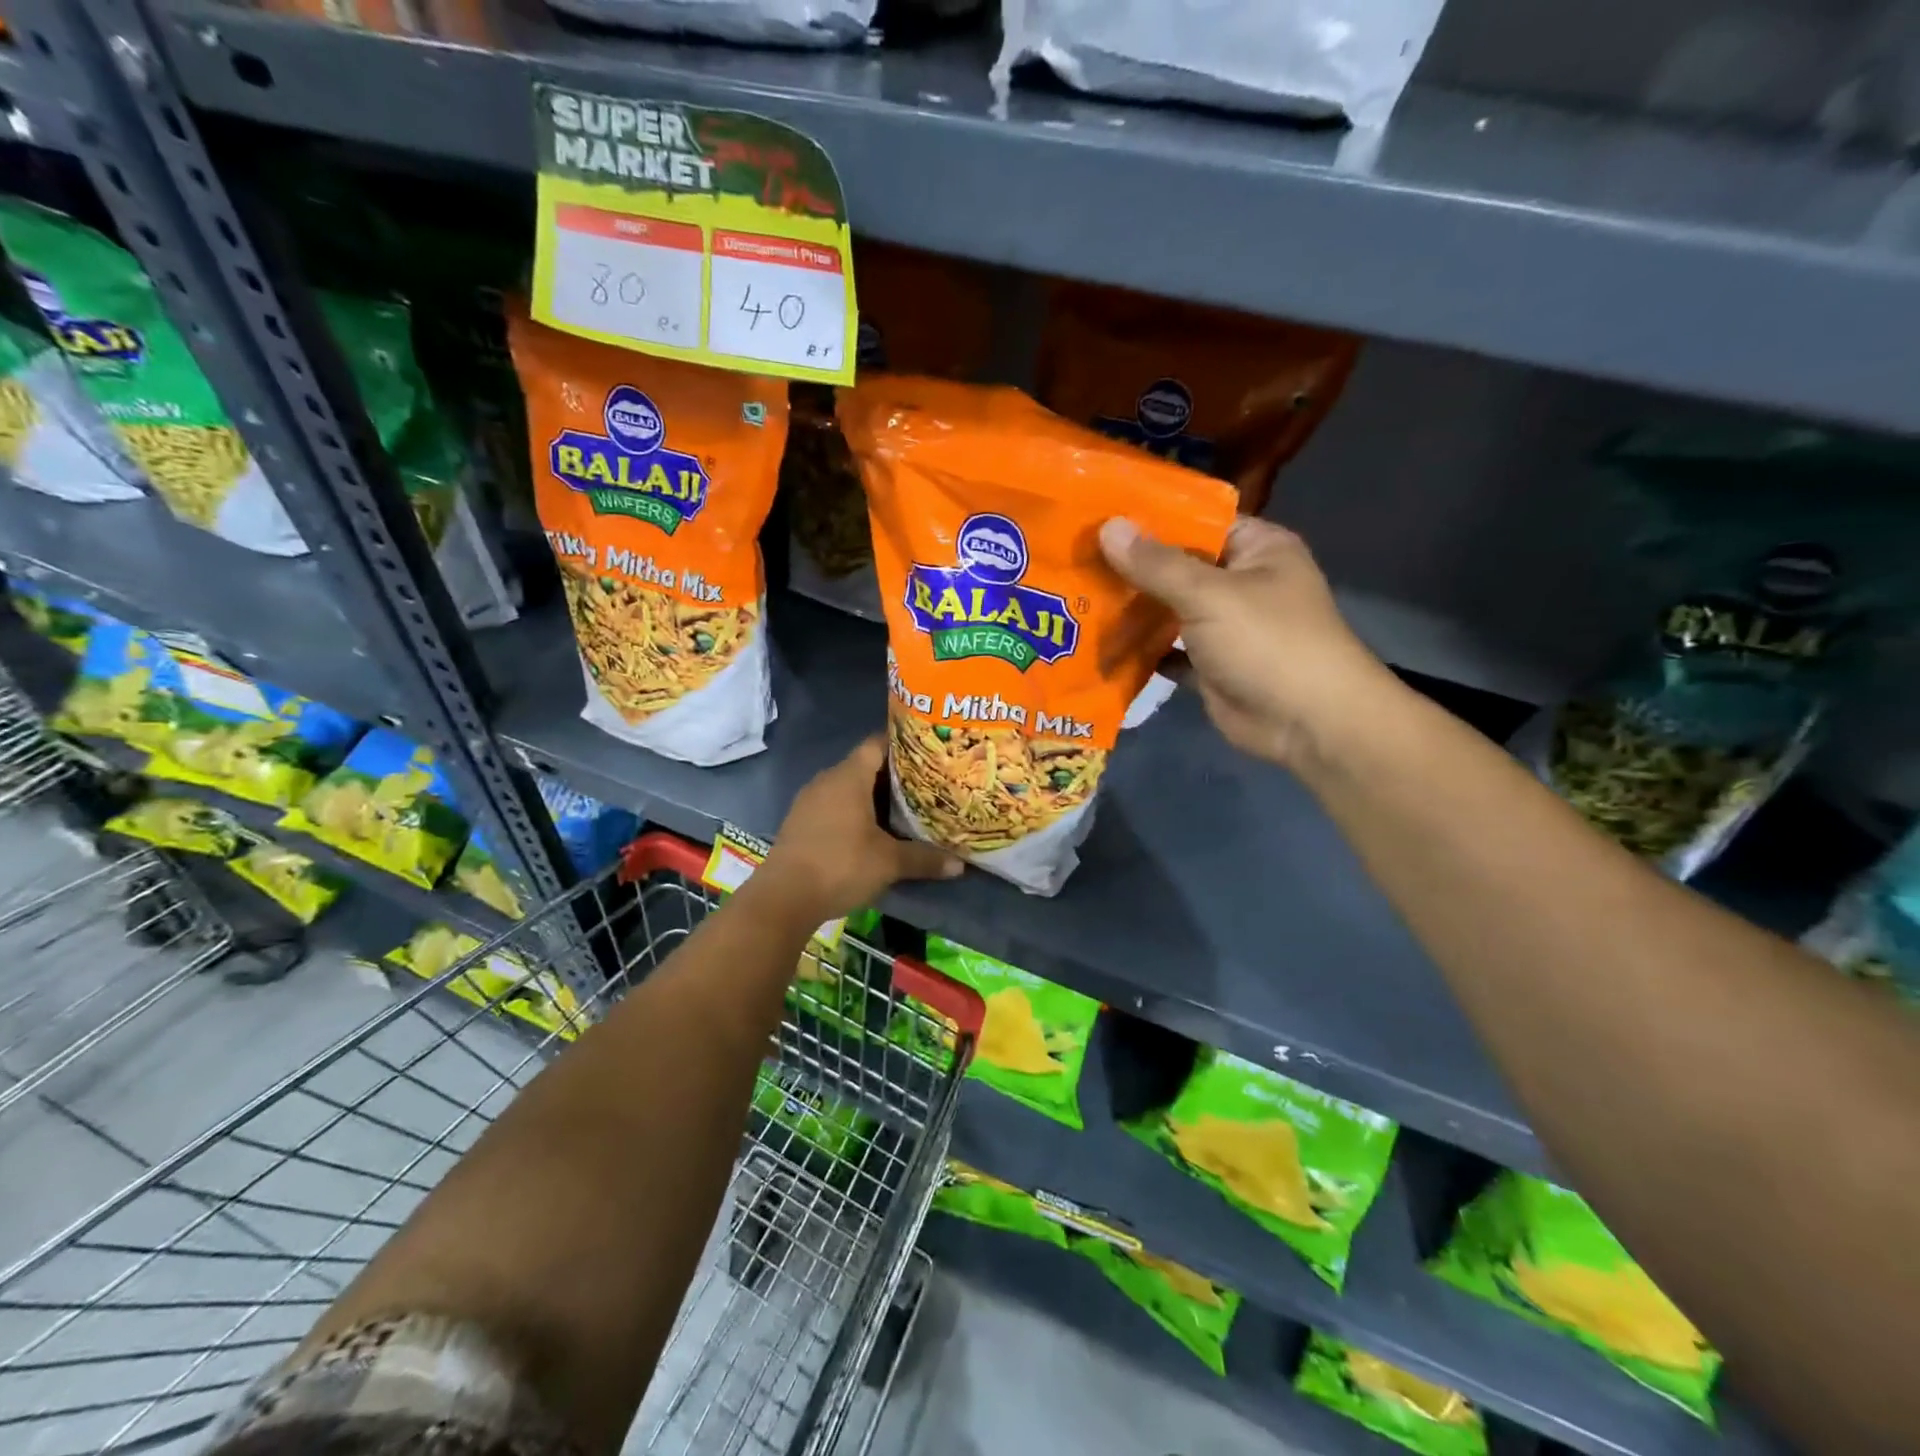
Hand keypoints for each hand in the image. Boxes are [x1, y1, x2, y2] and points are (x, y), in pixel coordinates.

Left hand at [759, 736, 962, 918]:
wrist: (783, 898)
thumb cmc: (840, 865)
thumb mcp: (888, 863)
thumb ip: (924, 859)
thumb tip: (960, 865)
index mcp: (848, 776)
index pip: (877, 744)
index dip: (902, 744)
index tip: (927, 751)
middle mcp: (827, 780)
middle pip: (864, 765)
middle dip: (893, 774)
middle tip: (925, 783)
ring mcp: (810, 801)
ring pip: (848, 787)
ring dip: (873, 796)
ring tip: (904, 807)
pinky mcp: (801, 823)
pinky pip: (834, 805)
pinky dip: (854, 812)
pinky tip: (872, 830)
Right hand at [1099, 516, 1389, 766]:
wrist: (1307, 724)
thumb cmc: (1267, 642)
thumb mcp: (1209, 595)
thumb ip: (1156, 564)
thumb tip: (1107, 526)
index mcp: (1256, 549)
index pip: (1198, 521)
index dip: (1151, 518)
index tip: (1099, 515)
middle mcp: (1241, 583)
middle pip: (1178, 566)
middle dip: (1132, 567)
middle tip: (1074, 557)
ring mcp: (1226, 627)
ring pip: (1170, 610)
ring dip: (1132, 609)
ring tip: (1076, 595)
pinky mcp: (1211, 666)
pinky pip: (1169, 651)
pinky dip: (1142, 651)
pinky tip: (1100, 643)